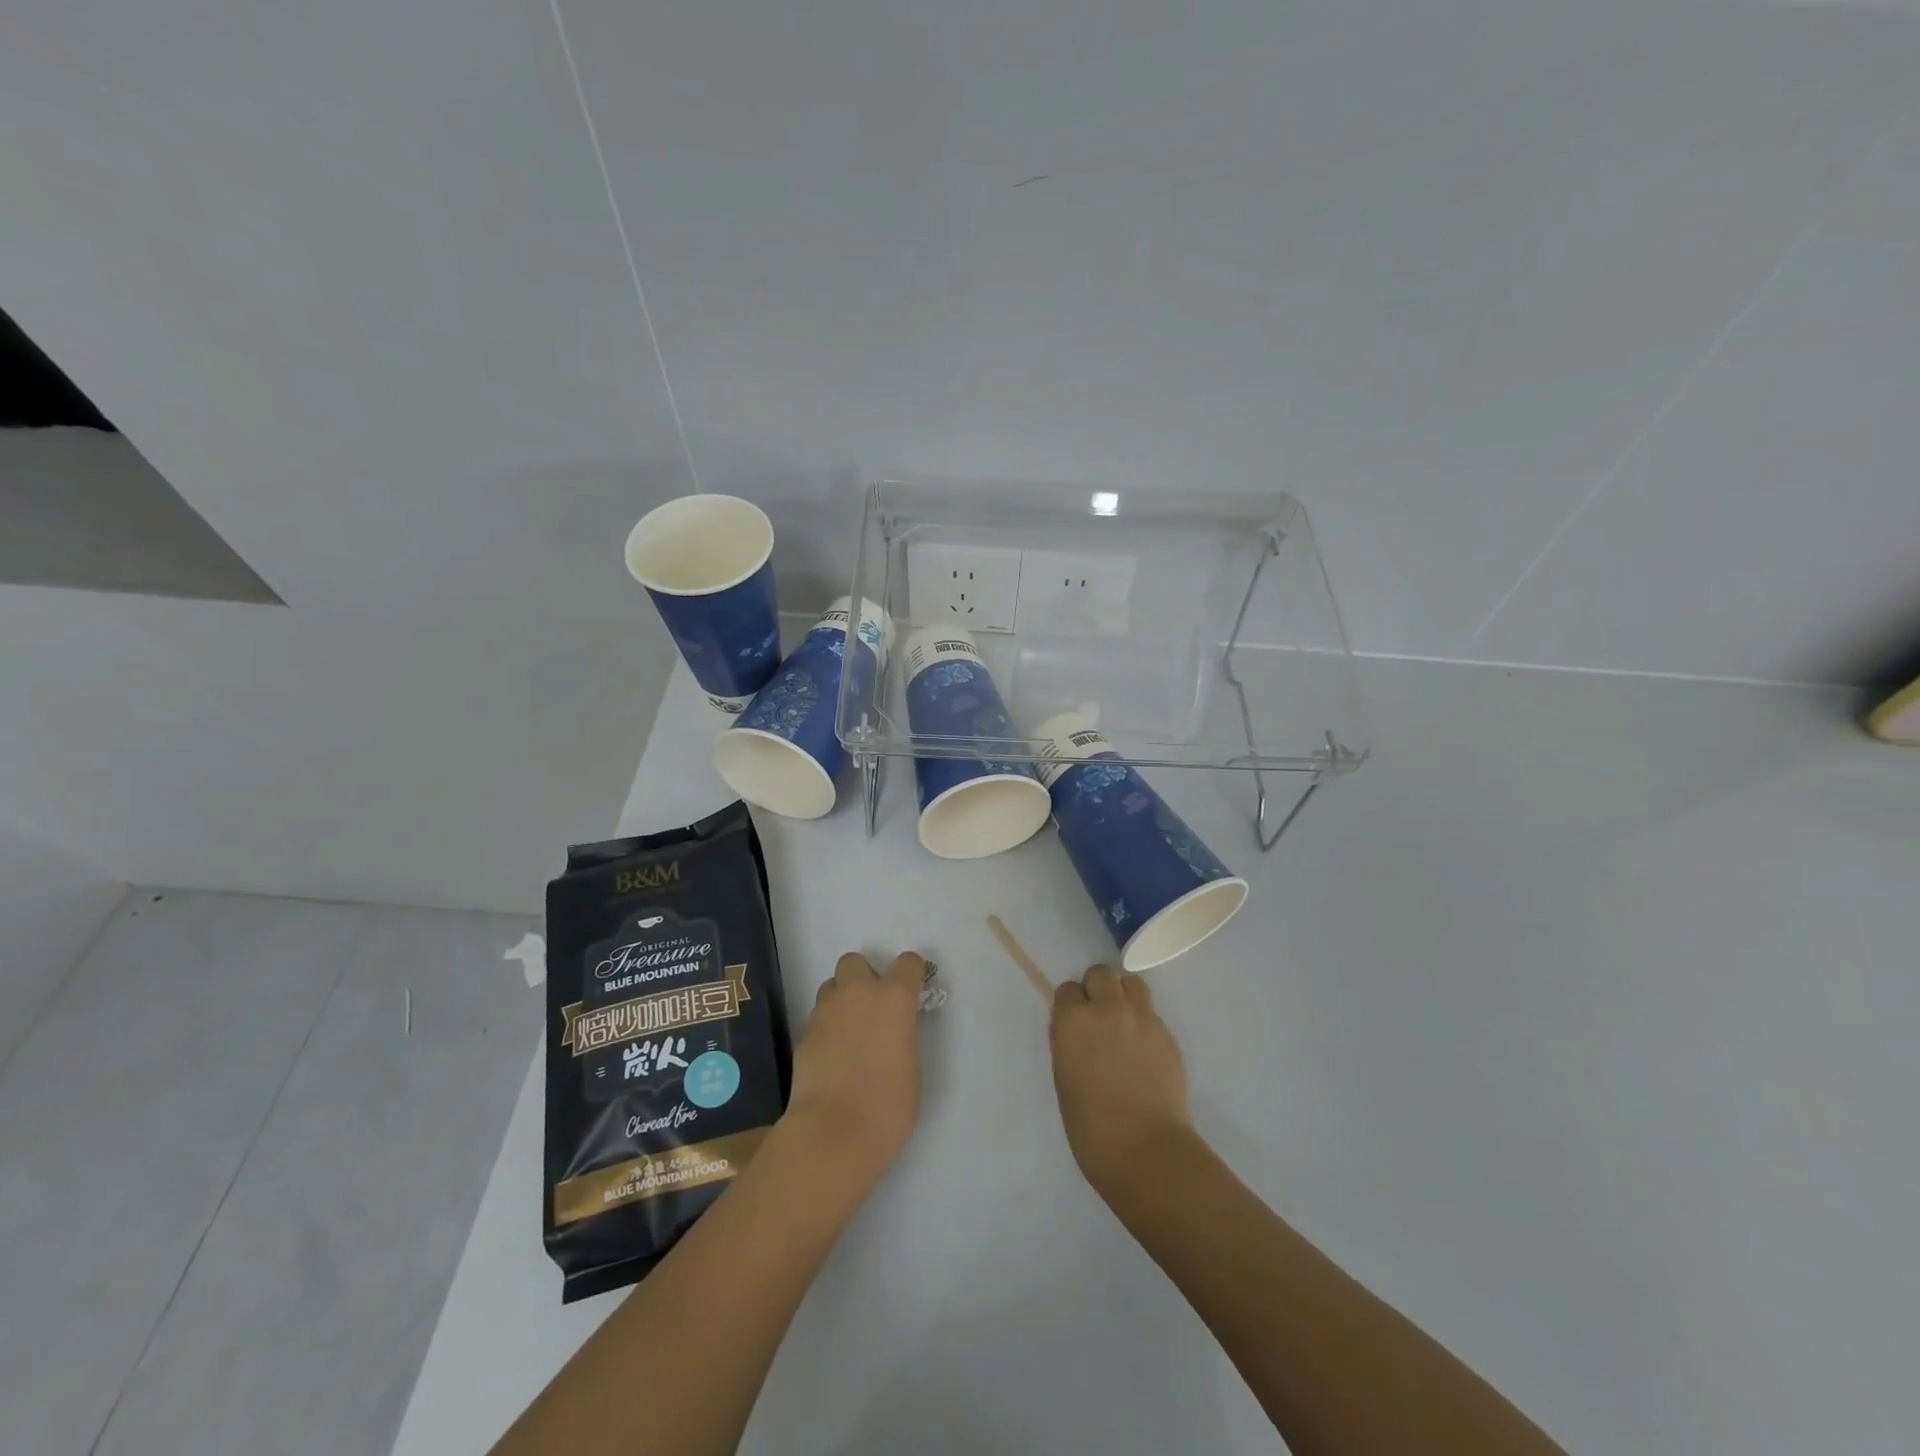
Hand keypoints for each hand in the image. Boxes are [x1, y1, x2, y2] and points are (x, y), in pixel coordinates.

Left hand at [784, 951, 925, 1183]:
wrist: (834, 1131)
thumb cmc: (889, 1104)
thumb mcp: (912, 1064)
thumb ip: (903, 1034)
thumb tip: (892, 1030)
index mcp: (894, 997)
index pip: (908, 963)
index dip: (911, 974)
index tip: (912, 990)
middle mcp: (859, 993)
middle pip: (855, 961)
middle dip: (863, 977)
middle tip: (871, 1009)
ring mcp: (826, 1010)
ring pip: (831, 987)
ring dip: (841, 1000)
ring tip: (847, 1034)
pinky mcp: (803, 1032)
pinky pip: (818, 1017)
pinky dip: (826, 1028)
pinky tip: (831, 1057)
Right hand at [1051, 964, 1196, 1196]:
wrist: (1146, 1150)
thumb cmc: (1091, 1126)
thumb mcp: (1064, 1078)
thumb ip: (1068, 1042)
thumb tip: (1075, 1029)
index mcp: (1074, 1020)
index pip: (1067, 989)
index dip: (1070, 1006)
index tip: (1072, 1025)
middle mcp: (1108, 1008)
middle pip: (1100, 974)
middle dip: (1096, 990)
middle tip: (1097, 1018)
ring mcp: (1142, 1018)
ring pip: (1131, 983)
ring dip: (1123, 995)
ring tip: (1123, 1022)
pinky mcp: (1167, 1033)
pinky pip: (1151, 1011)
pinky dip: (1143, 1020)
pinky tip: (1143, 1049)